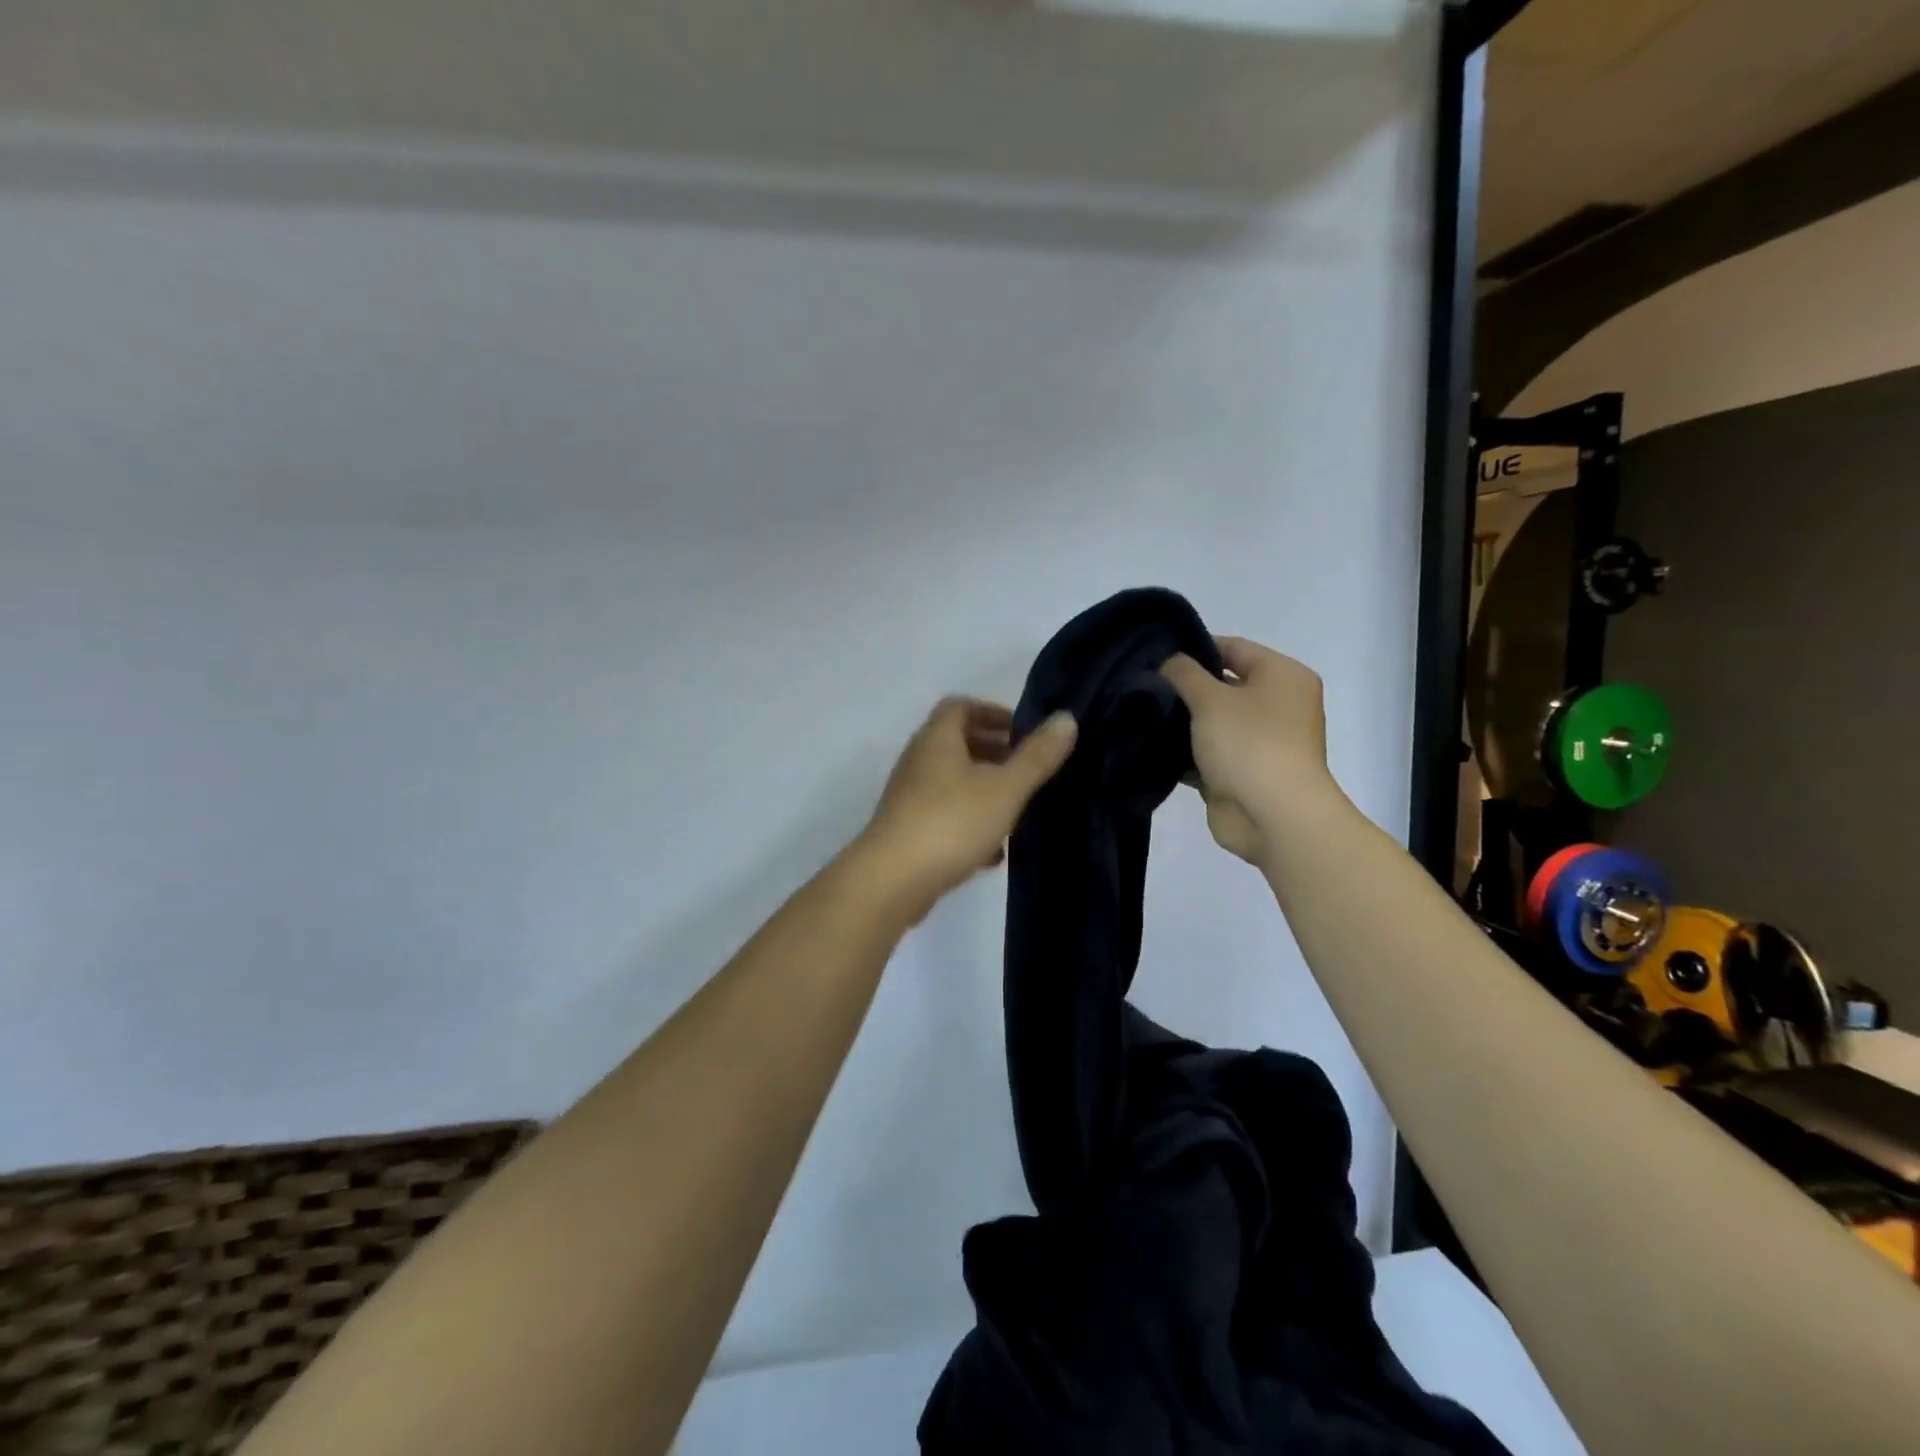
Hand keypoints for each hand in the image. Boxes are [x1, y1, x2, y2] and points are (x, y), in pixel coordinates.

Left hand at [856, 698, 1077, 913]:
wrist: (891, 881)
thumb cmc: (951, 823)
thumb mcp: (1005, 788)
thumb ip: (1037, 756)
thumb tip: (1066, 718)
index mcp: (937, 740)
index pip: (960, 706)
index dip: (992, 712)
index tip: (1022, 731)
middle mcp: (918, 762)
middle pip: (956, 744)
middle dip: (993, 752)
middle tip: (1027, 768)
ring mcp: (910, 798)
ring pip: (952, 782)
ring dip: (984, 789)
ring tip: (1017, 808)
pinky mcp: (908, 831)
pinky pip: (945, 816)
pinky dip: (970, 823)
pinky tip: (994, 852)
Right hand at [1160, 637, 1339, 863]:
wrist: (1272, 817)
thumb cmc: (1249, 744)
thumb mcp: (1211, 698)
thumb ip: (1184, 673)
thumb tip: (1168, 662)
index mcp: (1282, 676)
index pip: (1232, 648)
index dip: (1193, 649)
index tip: (1154, 658)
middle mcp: (1278, 704)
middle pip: (1222, 685)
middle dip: (1184, 689)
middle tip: (1141, 687)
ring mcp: (1262, 741)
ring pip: (1213, 722)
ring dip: (1182, 723)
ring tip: (1140, 715)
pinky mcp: (1243, 772)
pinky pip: (1209, 753)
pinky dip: (1186, 752)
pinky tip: (1151, 747)